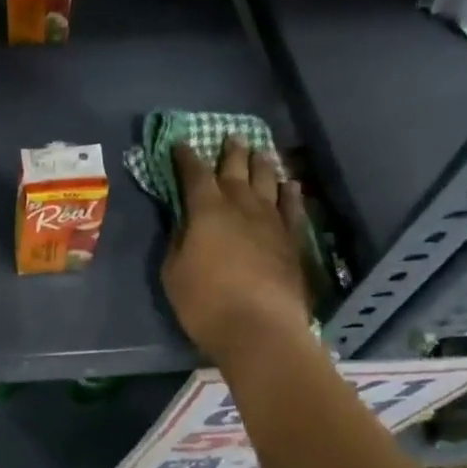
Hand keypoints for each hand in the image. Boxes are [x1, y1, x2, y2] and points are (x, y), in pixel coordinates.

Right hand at [161, 138, 312, 354]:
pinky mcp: (292, 243)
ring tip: (260, 151)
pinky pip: (292, 209)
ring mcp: (271, 224)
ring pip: (267, 184)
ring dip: (262, 165)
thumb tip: (185, 224)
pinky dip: (291, 194)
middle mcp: (241, 208)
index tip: (181, 144)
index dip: (187, 158)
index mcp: (207, 211)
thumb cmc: (205, 301)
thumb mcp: (174, 271)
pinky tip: (290, 185)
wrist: (260, 331)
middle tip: (232, 136)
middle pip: (236, 171)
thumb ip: (179, 241)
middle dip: (231, 153)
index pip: (195, 175)